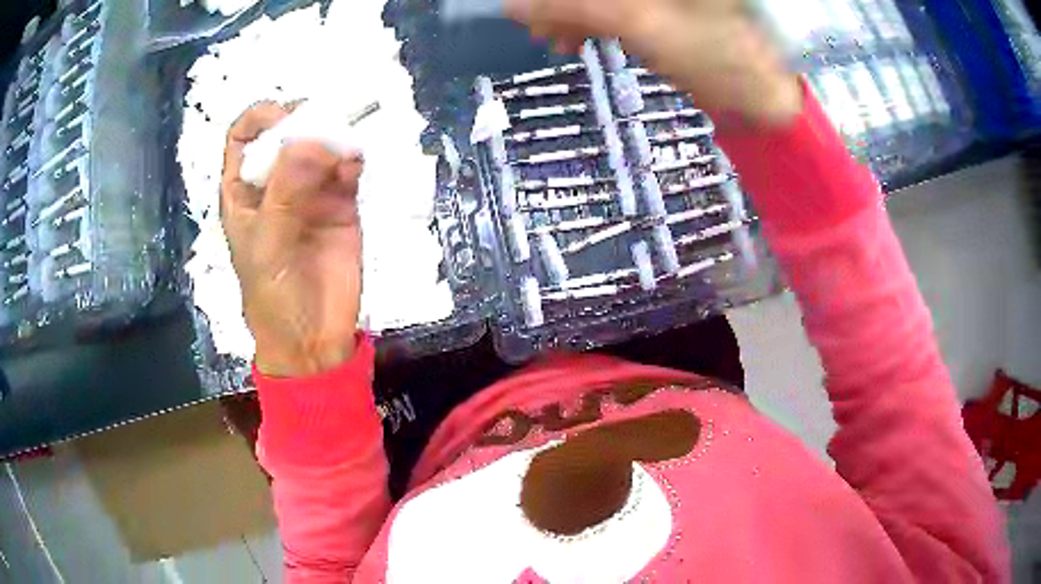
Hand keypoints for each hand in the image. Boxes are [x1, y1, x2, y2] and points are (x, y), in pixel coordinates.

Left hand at [221, 102, 364, 377]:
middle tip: (323, 125)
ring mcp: (309, 192)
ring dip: (333, 140)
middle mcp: (275, 185)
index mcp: (244, 192)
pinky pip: (346, 170)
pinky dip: (352, 161)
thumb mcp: (268, 243)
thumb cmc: (273, 295)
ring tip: (342, 152)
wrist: (312, 338)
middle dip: (303, 122)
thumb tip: (312, 140)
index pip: (243, 138)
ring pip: (320, 146)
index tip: (284, 118)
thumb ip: (286, 190)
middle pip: (286, 134)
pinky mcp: (340, 204)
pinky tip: (353, 167)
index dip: (260, 119)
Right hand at [506, 0, 801, 126]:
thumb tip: (513, 6)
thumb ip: (573, 6)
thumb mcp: (642, 22)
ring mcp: (662, 2)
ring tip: (557, 43)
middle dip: (562, 5)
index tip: (526, 12)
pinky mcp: (663, 11)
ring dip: (572, 16)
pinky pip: (614, 10)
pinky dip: (592, 23)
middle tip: (537, 31)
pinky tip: (578, 41)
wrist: (767, 95)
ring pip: (602, 0)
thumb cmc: (718, 53)